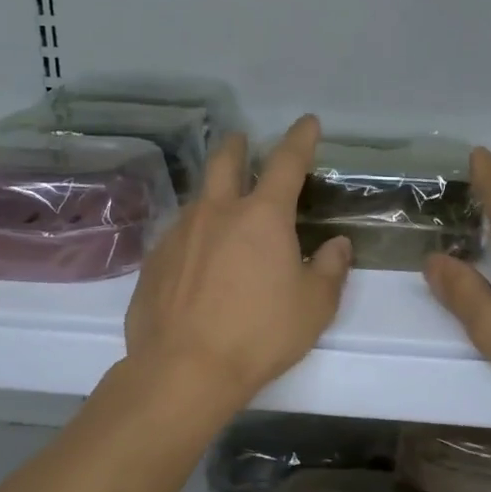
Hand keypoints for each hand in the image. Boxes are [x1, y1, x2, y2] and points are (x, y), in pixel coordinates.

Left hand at [124, 115, 351, 408]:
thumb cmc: (259, 335)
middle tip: (242, 141)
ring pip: (198, 199)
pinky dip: (193, 236)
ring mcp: (179, 233)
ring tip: (221, 211)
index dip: (300, 138)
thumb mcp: (313, 307)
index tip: (307, 122)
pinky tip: (196, 261)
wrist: (184, 369)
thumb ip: (329, 269)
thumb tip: (336, 245)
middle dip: (237, 146)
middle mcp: (217, 213)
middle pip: (224, 162)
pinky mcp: (153, 260)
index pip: (286, 162)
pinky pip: (178, 236)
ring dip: (212, 195)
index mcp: (262, 217)